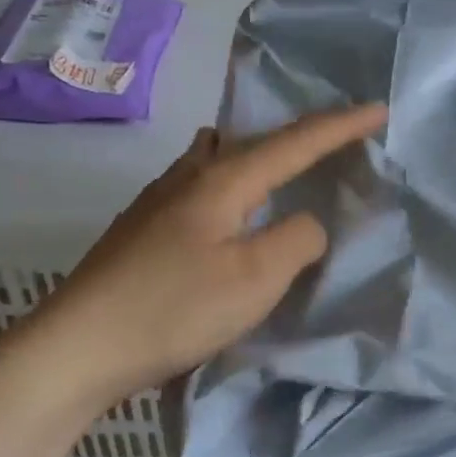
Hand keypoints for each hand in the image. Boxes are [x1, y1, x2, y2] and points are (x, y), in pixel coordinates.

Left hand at [33, 104, 387, 407]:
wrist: (76, 347)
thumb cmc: (173, 309)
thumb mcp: (255, 278)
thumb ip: (296, 239)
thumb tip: (306, 223)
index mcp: (222, 180)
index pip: (295, 141)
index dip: (341, 125)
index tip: (379, 109)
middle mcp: (187, 176)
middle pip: (252, 139)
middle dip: (297, 137)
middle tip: (332, 142)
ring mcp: (156, 201)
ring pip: (217, 159)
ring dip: (256, 157)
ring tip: (280, 172)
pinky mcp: (140, 229)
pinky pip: (198, 186)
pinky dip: (229, 185)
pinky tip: (227, 214)